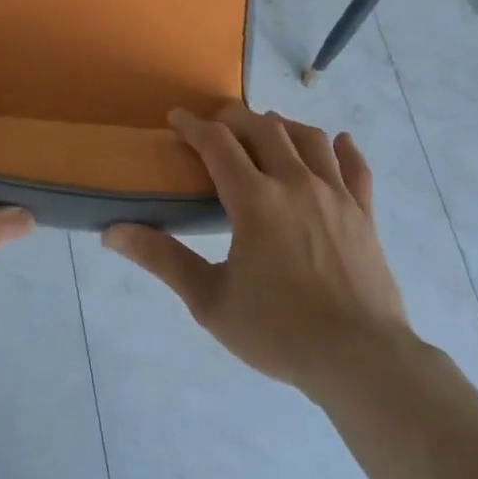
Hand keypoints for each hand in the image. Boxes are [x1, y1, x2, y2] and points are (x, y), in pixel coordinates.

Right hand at [104, 104, 413, 396]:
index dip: (193, 125)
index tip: (177, 118)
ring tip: (267, 129)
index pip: (217, 144)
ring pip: (309, 138)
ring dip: (282, 125)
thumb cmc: (278, 331)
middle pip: (264, 128)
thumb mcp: (209, 300)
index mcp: (255, 200)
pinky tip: (336, 144)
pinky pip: (355, 167)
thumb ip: (162, 259)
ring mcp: (336, 196)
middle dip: (235, 117)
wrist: (361, 361)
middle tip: (217, 124)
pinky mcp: (365, 214)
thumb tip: (112, 233)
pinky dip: (342, 149)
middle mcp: (296, 183)